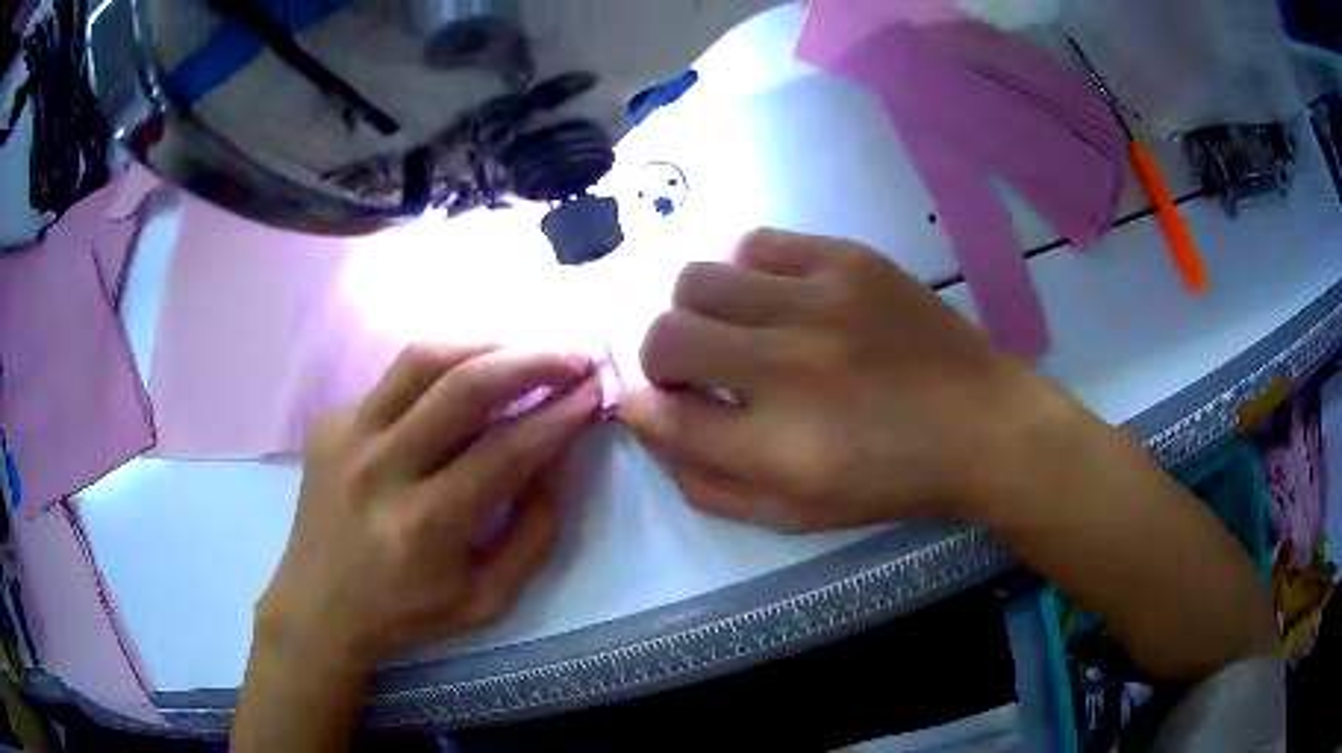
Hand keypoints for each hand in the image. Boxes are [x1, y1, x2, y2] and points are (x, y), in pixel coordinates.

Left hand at [255, 344, 600, 677]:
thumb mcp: (488, 598)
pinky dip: (441, 370)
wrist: (317, 608)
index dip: (558, 415)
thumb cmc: (407, 614)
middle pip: (463, 386)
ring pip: (422, 359)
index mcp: (424, 525)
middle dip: (532, 360)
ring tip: (525, 350)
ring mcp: (347, 436)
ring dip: (485, 344)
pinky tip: (463, 383)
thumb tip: (560, 454)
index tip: (596, 392)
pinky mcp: (330, 421)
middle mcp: (380, 468)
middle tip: (574, 356)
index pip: (506, 450)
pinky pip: (394, 378)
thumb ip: (533, 529)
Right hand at [621, 230, 1058, 530]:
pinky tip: (774, 298)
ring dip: (698, 311)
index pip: (663, 414)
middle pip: (666, 335)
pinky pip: (756, 244)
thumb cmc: (888, 481)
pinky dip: (746, 273)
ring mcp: (821, 302)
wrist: (980, 424)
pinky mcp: (849, 260)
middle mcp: (790, 368)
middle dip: (660, 359)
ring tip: (735, 329)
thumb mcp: (792, 514)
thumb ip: (707, 481)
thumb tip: (648, 422)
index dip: (643, 407)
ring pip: (700, 279)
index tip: (653, 403)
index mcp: (778, 448)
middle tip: (695, 371)